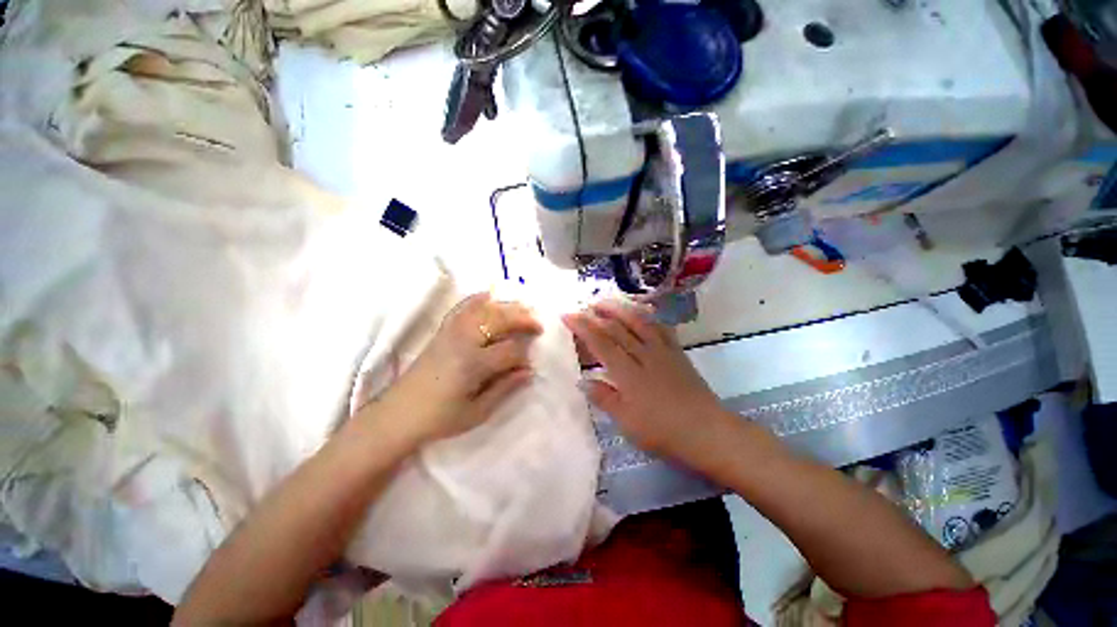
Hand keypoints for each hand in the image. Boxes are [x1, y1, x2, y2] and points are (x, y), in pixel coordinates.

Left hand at [370, 292, 541, 446]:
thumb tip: (529, 371)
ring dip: (506, 307)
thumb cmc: (440, 418)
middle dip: (523, 320)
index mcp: (473, 364)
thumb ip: (505, 389)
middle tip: (538, 325)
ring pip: (484, 309)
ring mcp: (451, 332)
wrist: (399, 413)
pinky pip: (462, 307)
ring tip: (523, 309)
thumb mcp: (477, 412)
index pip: (510, 350)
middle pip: (499, 320)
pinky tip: (489, 295)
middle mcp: (463, 341)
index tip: (530, 363)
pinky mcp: (443, 331)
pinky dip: (477, 299)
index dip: (524, 355)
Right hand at [562, 300, 729, 464]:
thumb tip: (582, 380)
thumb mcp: (627, 422)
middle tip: (582, 306)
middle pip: (617, 327)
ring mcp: (662, 351)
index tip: (567, 315)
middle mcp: (644, 355)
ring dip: (619, 308)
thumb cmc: (663, 431)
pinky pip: (660, 327)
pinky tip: (641, 312)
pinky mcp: (677, 352)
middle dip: (596, 314)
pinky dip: (647, 316)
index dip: (582, 326)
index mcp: (628, 373)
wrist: (707, 432)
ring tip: (605, 302)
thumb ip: (604, 397)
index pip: (601, 342)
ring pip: (638, 321)